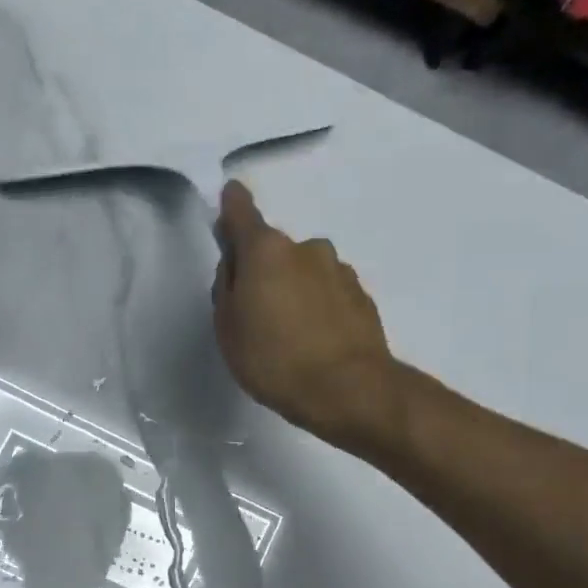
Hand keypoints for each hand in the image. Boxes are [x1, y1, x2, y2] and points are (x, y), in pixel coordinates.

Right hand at [213, 181, 397, 448]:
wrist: (348, 390)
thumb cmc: (273, 359)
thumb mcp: (228, 328)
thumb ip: (226, 288)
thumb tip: (236, 265)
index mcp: (266, 250)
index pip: (242, 212)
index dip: (232, 205)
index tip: (230, 198)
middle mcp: (306, 248)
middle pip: (273, 250)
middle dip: (262, 270)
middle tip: (254, 313)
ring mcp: (338, 270)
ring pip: (304, 271)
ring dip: (293, 289)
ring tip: (288, 335)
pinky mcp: (361, 295)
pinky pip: (327, 292)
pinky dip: (317, 306)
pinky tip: (314, 341)